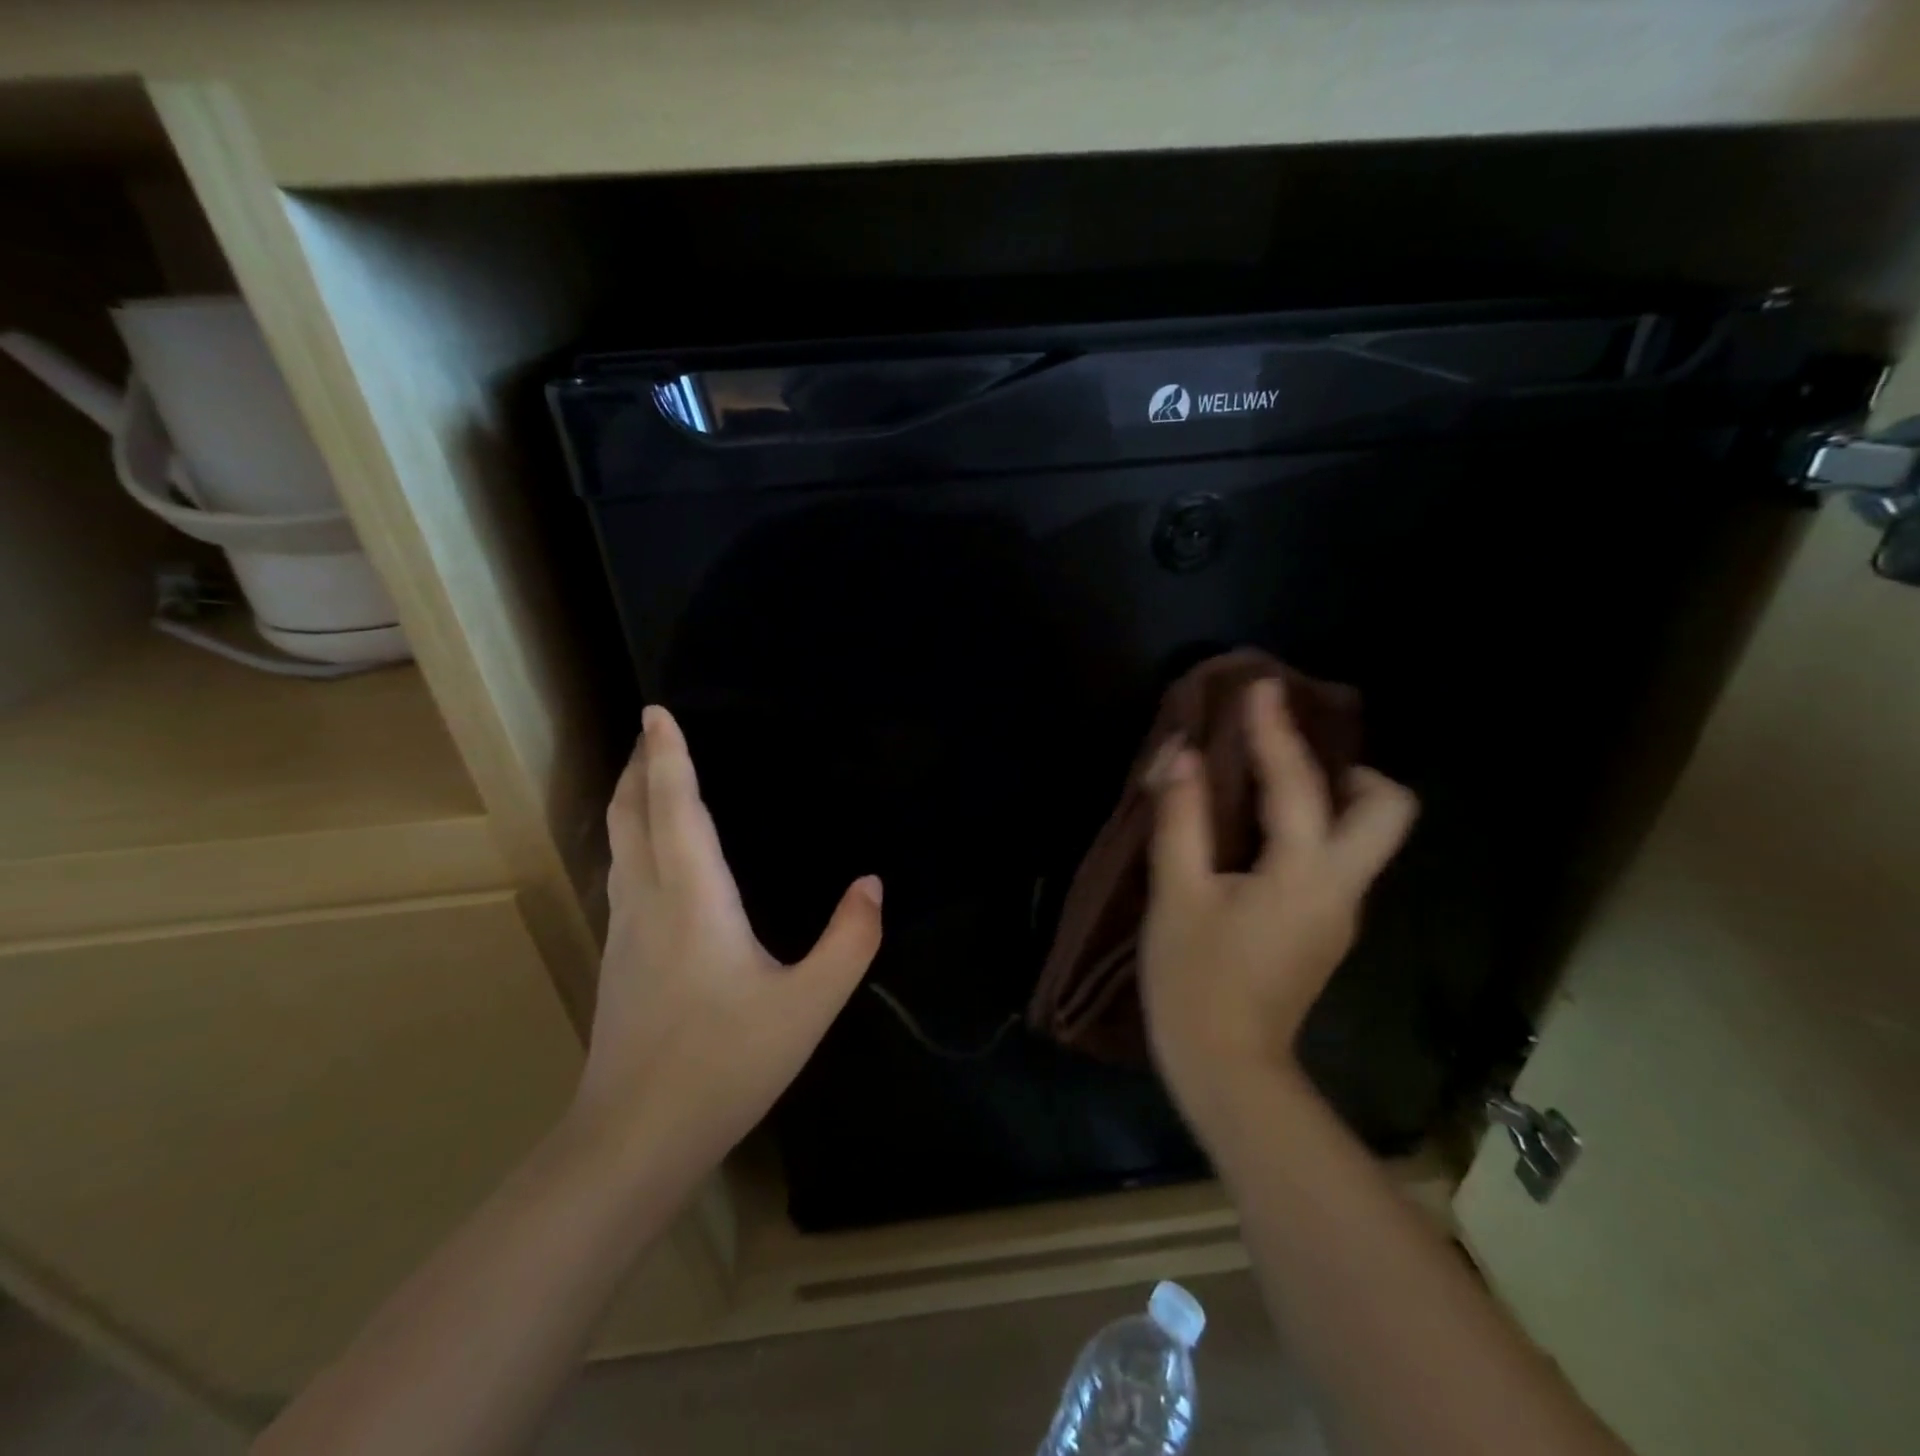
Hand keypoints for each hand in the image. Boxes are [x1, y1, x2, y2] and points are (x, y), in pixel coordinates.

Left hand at [573, 705, 882, 1176]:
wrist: (634, 1139)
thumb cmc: (725, 1064)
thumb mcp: (809, 1005)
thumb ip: (850, 940)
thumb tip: (872, 884)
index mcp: (693, 898)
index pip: (674, 807)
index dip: (666, 756)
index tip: (656, 711)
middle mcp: (648, 901)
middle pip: (629, 815)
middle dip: (636, 767)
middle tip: (649, 732)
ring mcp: (624, 931)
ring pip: (618, 844)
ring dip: (629, 800)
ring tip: (647, 777)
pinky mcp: (617, 958)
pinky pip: (621, 873)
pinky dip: (632, 838)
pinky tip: (650, 854)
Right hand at [1140, 678, 1416, 1133]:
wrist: (1227, 1070)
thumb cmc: (1195, 980)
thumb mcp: (1176, 895)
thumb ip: (1181, 819)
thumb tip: (1182, 755)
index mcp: (1305, 874)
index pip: (1298, 783)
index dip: (1275, 730)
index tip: (1262, 688)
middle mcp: (1341, 887)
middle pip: (1388, 811)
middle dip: (1350, 770)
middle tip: (1290, 756)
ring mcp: (1339, 913)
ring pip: (1361, 836)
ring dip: (1327, 796)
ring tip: (1265, 782)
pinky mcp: (1323, 930)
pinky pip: (1331, 859)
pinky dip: (1307, 829)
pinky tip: (1257, 835)